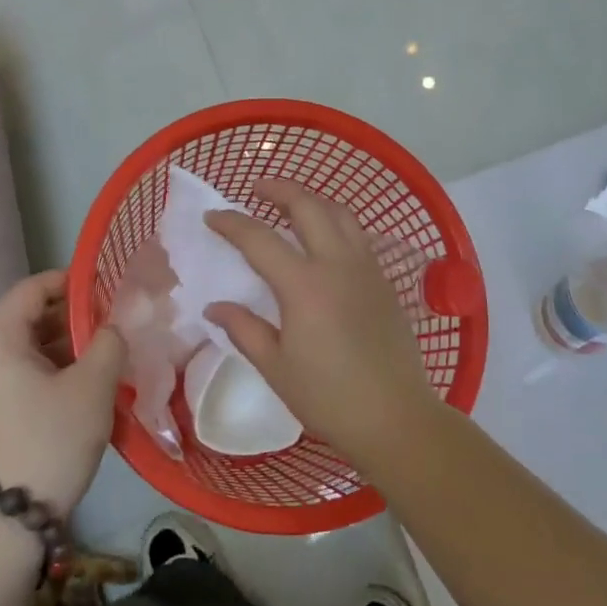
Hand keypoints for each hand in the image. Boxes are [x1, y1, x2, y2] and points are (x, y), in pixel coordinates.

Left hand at [0, 271, 124, 513]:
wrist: (7, 519)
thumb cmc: (51, 439)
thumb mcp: (93, 386)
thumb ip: (109, 342)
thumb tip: (113, 327)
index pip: (32, 289)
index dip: (71, 282)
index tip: (108, 290)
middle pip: (28, 317)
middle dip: (73, 317)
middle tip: (114, 326)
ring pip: (26, 348)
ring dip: (65, 346)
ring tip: (105, 356)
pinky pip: (19, 373)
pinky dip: (50, 370)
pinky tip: (83, 386)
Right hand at [204, 181, 441, 466]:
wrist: (394, 416)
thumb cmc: (328, 397)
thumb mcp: (275, 367)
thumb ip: (244, 329)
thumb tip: (216, 307)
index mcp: (304, 286)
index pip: (260, 239)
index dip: (232, 223)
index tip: (212, 217)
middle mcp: (338, 265)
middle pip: (308, 206)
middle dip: (279, 190)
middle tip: (256, 188)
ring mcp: (366, 269)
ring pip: (341, 214)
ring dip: (313, 200)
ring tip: (292, 204)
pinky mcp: (385, 282)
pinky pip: (358, 236)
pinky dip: (337, 222)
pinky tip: (326, 239)